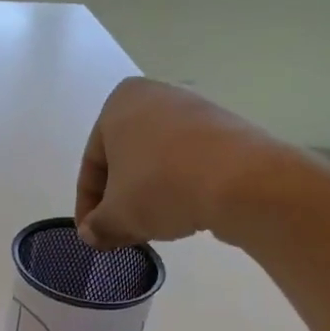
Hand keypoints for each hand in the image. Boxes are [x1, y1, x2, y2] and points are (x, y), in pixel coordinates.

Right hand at [75, 77, 277, 248]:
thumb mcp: (117, 215)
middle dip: (119, 199)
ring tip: (150, 228)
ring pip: (157, 160)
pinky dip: (178, 186)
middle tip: (118, 234)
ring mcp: (194, 109)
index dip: (87, 206)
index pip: (92, 164)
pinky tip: (182, 213)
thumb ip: (97, 226)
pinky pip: (188, 160)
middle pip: (125, 160)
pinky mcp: (226, 128)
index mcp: (118, 104)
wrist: (242, 181)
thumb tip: (91, 234)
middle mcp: (155, 96)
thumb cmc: (161, 186)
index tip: (92, 234)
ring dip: (148, 195)